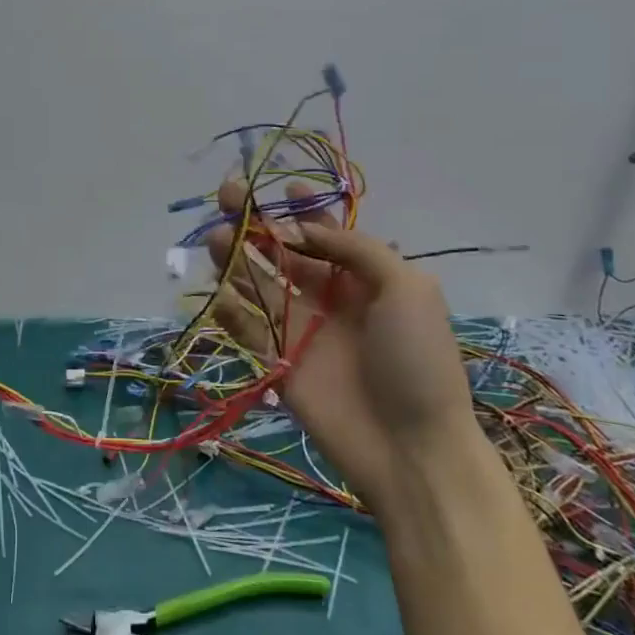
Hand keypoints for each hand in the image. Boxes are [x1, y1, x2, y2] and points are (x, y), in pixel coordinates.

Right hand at [206, 178, 481, 512]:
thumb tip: (301, 229)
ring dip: (237, 258)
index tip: (281, 187)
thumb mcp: (407, 288)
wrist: (411, 447)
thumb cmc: (417, 360)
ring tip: (216, 235)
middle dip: (258, 223)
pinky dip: (230, 308)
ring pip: (259, 284)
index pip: (328, 234)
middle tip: (229, 196)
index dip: (304, 210)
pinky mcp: (277, 360)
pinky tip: (218, 290)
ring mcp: (300, 330)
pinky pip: (248, 327)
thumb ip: (356, 249)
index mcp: (365, 279)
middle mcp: (329, 298)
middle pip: (284, 252)